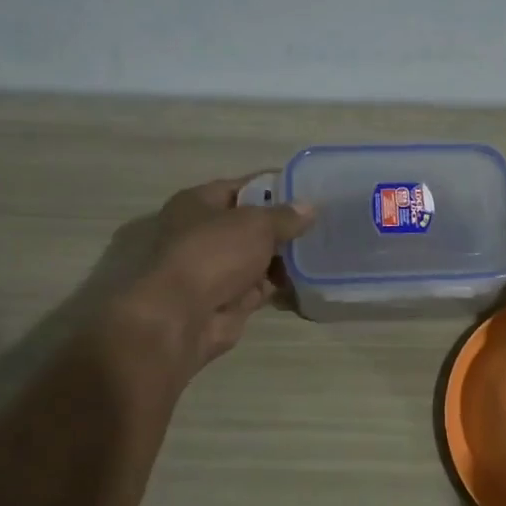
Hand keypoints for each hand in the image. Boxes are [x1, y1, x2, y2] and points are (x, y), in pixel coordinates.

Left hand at [94, 175, 313, 375]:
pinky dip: (282, 287)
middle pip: (250, 226)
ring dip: (285, 259)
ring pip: (257, 259)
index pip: (241, 187)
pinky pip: (261, 289)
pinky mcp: (226, 301)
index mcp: (197, 203)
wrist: (180, 318)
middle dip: (283, 228)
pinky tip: (312, 282)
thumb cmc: (213, 254)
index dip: (274, 187)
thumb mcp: (256, 224)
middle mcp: (201, 234)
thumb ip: (285, 216)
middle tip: (322, 225)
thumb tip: (309, 208)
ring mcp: (214, 270)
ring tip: (324, 253)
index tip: (308, 190)